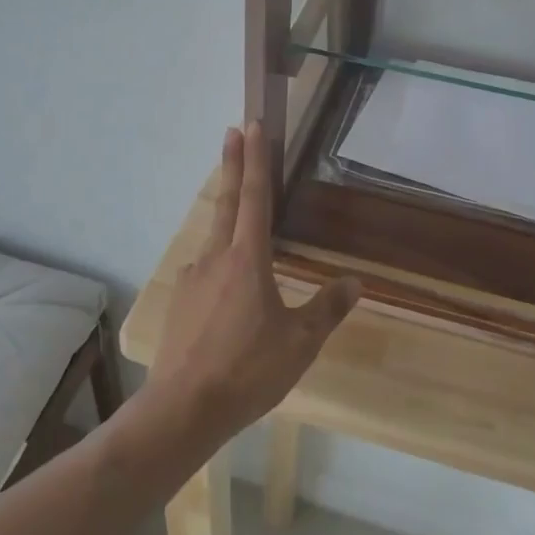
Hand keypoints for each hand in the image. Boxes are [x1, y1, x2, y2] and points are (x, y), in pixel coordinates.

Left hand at [149, 122, 360, 447]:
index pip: (254, 197)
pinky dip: (218, 263)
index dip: (255, 160)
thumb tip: (355, 283)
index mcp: (247, 260)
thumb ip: (327, 309)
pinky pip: (204, 271)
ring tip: (240, 222)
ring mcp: (191, 278)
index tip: (252, 125)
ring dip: (227, 217)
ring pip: (214, 238)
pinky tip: (226, 290)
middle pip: (227, 202)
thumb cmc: (248, 370)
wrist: (183, 408)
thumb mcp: (299, 343)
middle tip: (233, 132)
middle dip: (232, 165)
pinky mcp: (178, 301)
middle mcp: (215, 258)